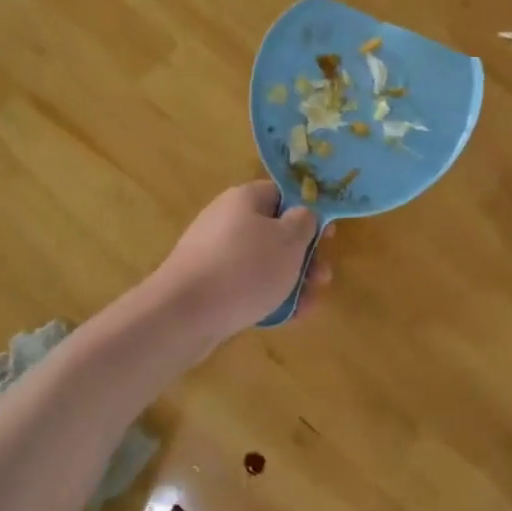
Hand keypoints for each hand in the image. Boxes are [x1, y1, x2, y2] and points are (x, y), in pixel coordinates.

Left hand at [149, 181, 332, 345]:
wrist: (183, 314)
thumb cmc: (245, 268)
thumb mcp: (289, 240)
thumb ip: (304, 222)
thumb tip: (302, 215)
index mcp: (245, 199)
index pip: (282, 193)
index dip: (308, 212)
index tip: (328, 236)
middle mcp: (227, 220)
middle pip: (275, 231)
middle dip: (304, 256)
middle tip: (323, 277)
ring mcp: (214, 254)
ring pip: (264, 262)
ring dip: (292, 280)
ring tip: (310, 303)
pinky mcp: (208, 284)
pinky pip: (246, 285)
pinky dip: (268, 297)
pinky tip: (288, 317)